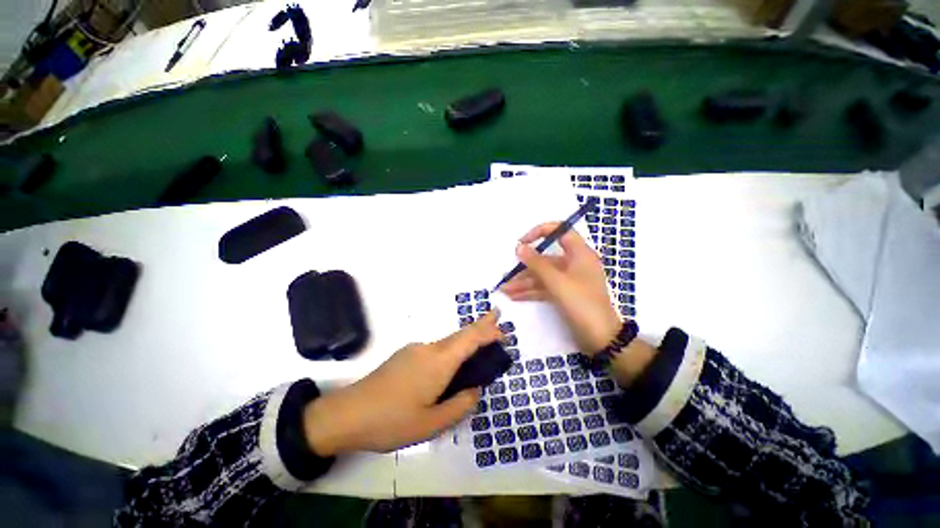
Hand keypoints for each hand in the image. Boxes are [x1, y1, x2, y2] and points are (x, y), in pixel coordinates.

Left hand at [303, 311, 502, 455]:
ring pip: (446, 344)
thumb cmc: (392, 421)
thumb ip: (460, 405)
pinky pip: (434, 351)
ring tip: (474, 360)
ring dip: (463, 345)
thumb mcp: (431, 424)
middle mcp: (428, 349)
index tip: (502, 328)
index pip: (469, 338)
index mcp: (438, 362)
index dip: (487, 330)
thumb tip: (474, 390)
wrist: (347, 414)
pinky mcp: (404, 356)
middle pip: (459, 335)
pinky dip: (449, 354)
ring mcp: (414, 350)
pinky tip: (445, 373)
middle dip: (480, 329)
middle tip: (496, 326)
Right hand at [500, 224, 658, 385]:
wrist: (600, 338)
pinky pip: (545, 288)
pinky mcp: (565, 294)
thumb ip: (537, 263)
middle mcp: (574, 264)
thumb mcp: (557, 282)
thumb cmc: (582, 303)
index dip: (541, 232)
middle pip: (546, 259)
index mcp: (579, 254)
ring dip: (524, 282)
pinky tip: (515, 296)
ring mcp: (569, 281)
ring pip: (543, 276)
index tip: (523, 242)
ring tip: (505, 290)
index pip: (561, 231)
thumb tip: (519, 246)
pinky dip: (531, 291)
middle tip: (507, 274)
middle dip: (525, 267)